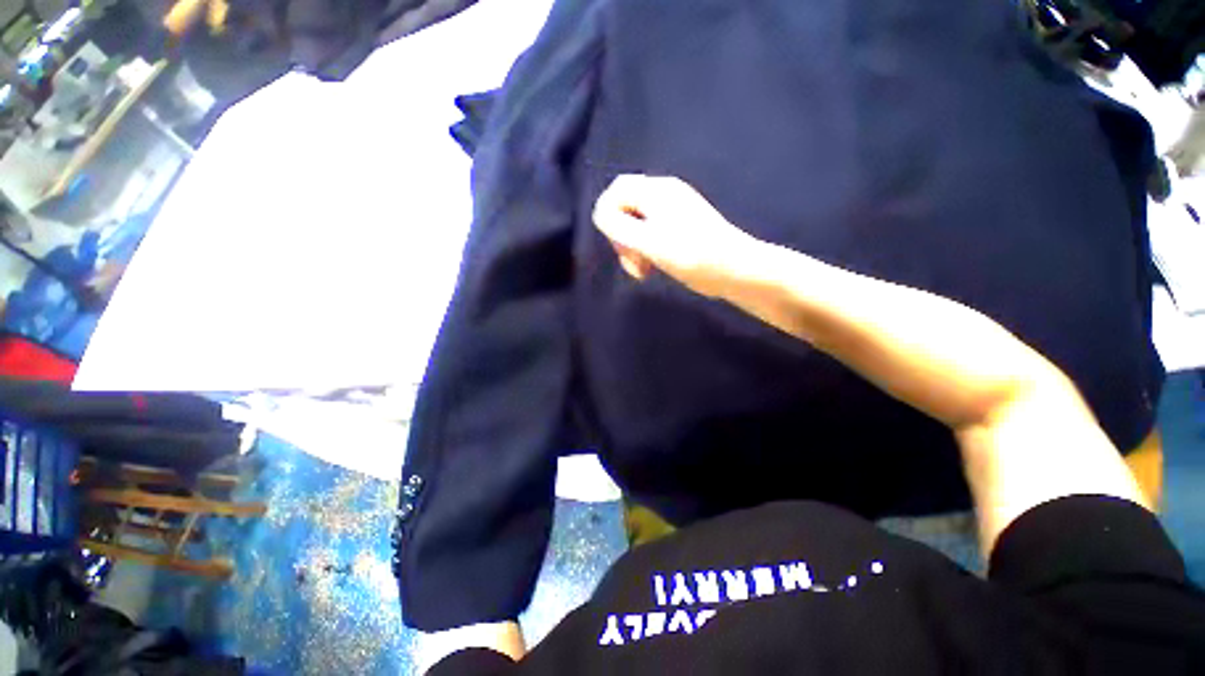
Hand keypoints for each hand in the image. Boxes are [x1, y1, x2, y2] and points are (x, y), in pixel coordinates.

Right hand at [592, 175, 756, 297]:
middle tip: (633, 262)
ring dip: (633, 248)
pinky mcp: (680, 227)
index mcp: (656, 191)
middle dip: (621, 237)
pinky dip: (646, 249)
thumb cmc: (690, 254)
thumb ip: (618, 225)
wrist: (734, 268)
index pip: (616, 191)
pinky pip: (651, 232)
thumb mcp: (648, 241)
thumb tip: (600, 214)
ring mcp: (674, 210)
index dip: (608, 216)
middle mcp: (664, 194)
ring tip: (644, 270)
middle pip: (625, 208)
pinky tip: (654, 266)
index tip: (617, 244)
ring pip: (637, 223)